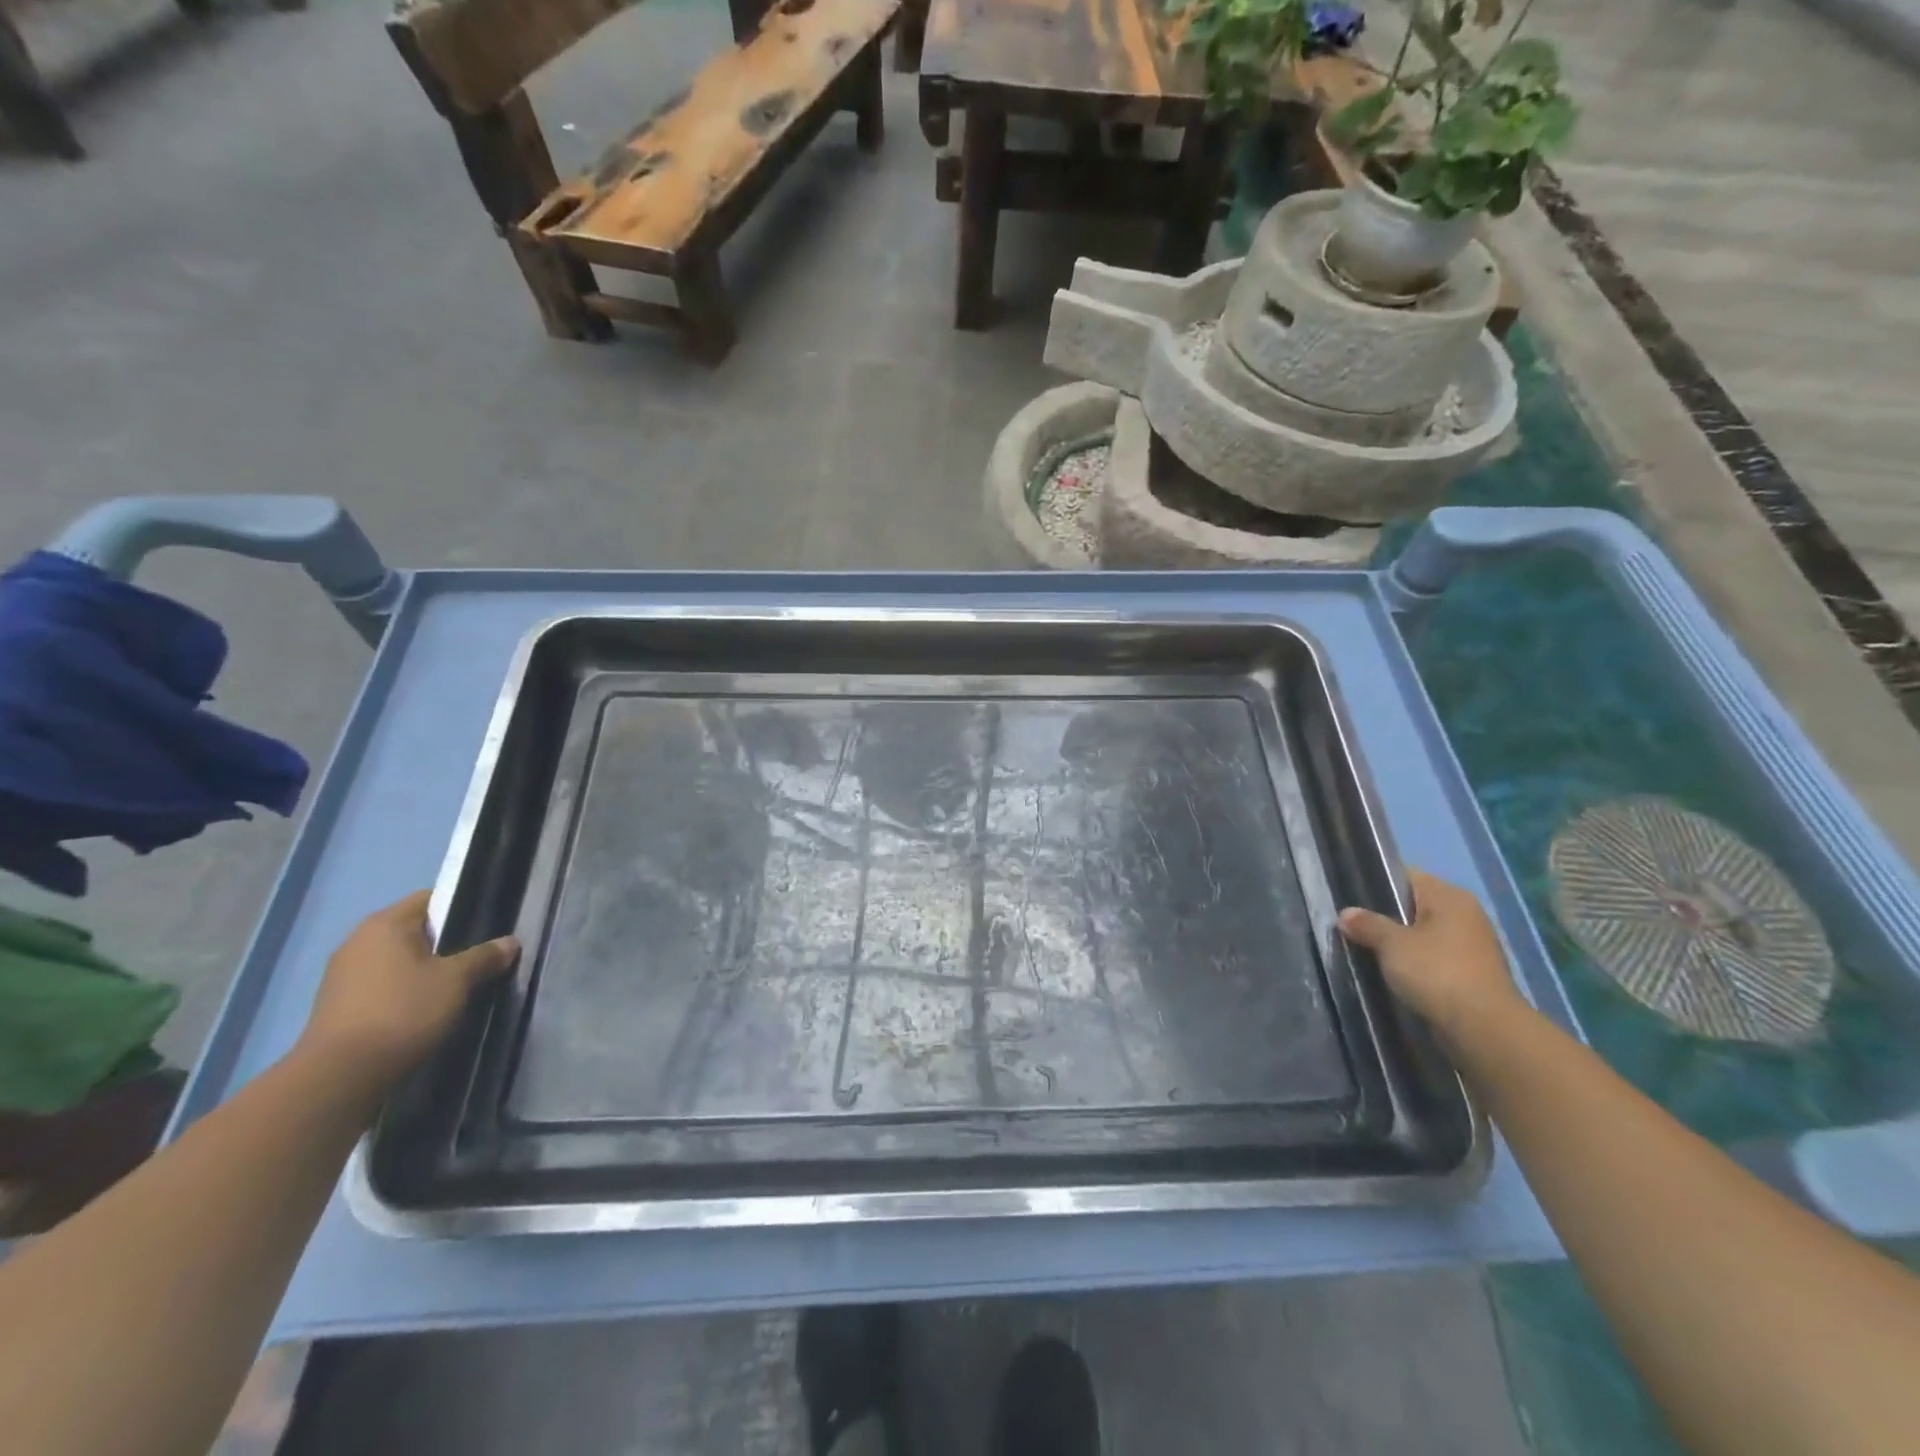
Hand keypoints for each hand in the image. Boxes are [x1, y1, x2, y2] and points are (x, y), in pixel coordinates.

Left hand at [298, 891, 518, 1092]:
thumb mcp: (456, 981)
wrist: (340, 1076)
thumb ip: (484, 957)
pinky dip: (403, 991)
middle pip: (414, 931)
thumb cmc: (403, 1011)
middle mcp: (358, 941)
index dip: (461, 908)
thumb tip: (510, 942)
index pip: (431, 899)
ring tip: (455, 987)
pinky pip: (382, 985)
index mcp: (385, 924)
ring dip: (423, 969)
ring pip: (397, 960)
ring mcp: (342, 975)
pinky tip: (424, 1009)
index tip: (486, 926)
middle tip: (477, 959)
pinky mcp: (337, 1005)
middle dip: (445, 943)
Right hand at [1338, 870, 1522, 1041]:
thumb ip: (1367, 924)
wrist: (1484, 1029)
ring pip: (1423, 935)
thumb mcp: (1392, 944)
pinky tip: (1392, 974)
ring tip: (1367, 951)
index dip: (1375, 883)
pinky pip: (1434, 959)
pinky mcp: (1473, 974)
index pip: (1405, 876)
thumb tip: (1346, 914)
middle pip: (1414, 906)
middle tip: (1353, 927)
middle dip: (1385, 917)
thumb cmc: (1436, 972)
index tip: (1349, 898)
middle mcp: (1465, 914)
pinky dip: (1415, 964)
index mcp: (1449, 896)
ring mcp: (1472, 946)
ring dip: (1399, 944)